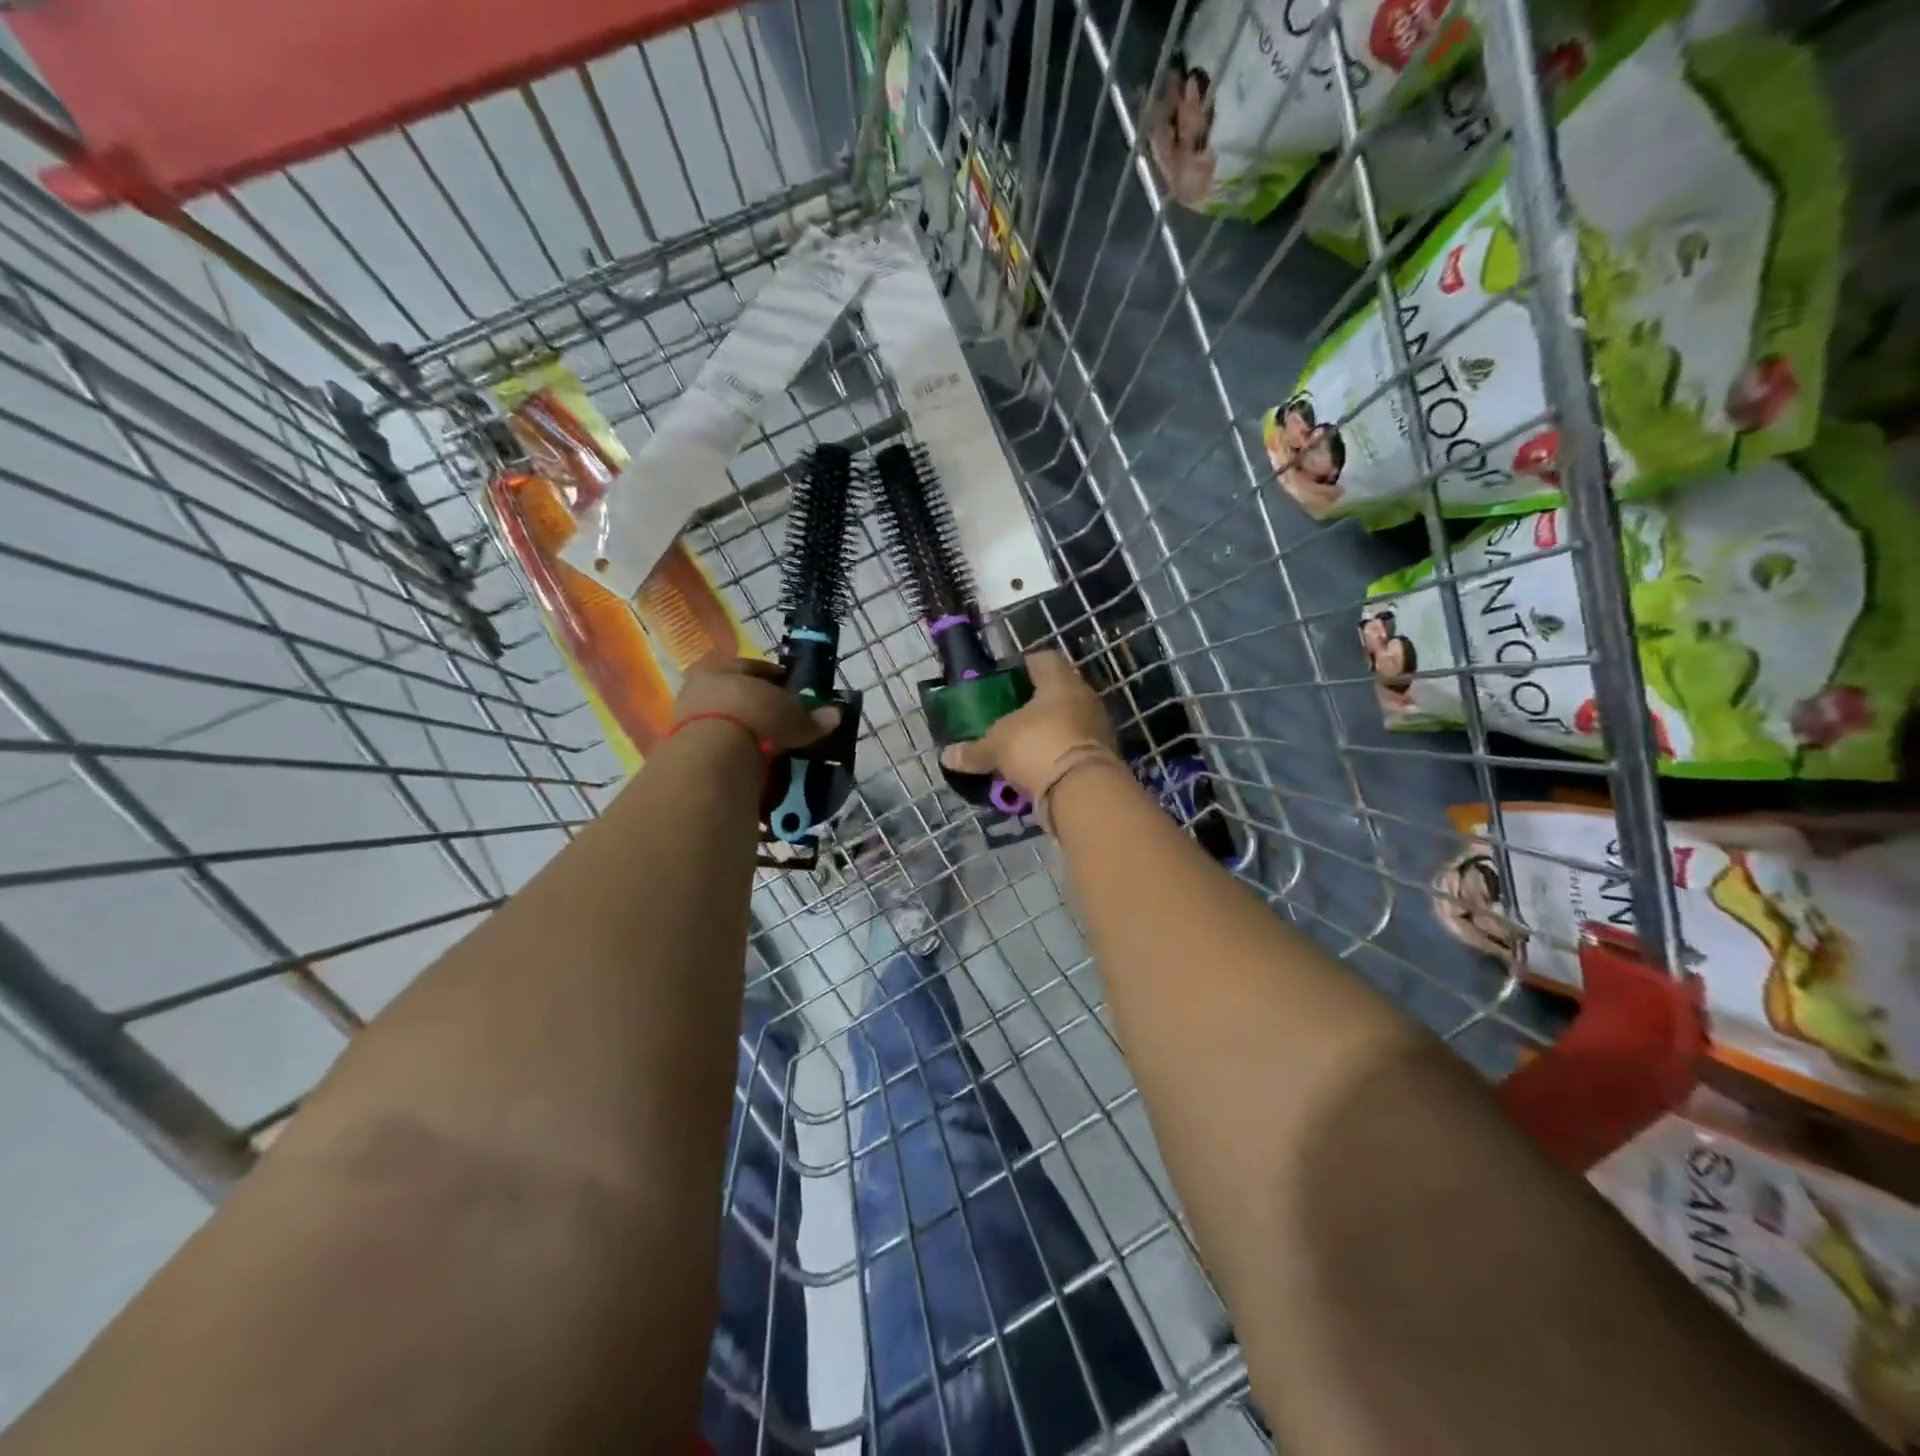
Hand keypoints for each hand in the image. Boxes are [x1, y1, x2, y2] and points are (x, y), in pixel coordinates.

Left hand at [674, 656, 839, 753]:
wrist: (712, 755)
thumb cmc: (753, 716)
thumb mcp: (791, 715)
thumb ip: (811, 716)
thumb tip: (835, 715)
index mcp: (720, 666)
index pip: (753, 668)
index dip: (777, 680)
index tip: (793, 692)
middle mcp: (698, 687)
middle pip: (736, 695)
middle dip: (758, 708)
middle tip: (781, 721)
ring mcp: (686, 719)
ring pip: (725, 722)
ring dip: (745, 732)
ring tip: (770, 747)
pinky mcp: (684, 749)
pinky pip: (718, 747)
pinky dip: (735, 753)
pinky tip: (753, 763)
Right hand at [939, 650, 1116, 797]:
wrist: (1082, 789)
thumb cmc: (1037, 746)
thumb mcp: (996, 747)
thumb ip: (973, 750)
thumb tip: (947, 756)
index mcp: (1060, 682)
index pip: (1044, 660)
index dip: (1023, 667)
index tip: (1004, 681)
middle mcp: (1084, 699)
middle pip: (1057, 693)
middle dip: (1034, 705)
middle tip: (1008, 717)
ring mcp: (1097, 729)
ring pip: (1067, 723)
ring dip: (1046, 733)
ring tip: (1020, 747)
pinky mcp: (1102, 758)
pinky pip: (1073, 750)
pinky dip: (1055, 757)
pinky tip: (1036, 769)